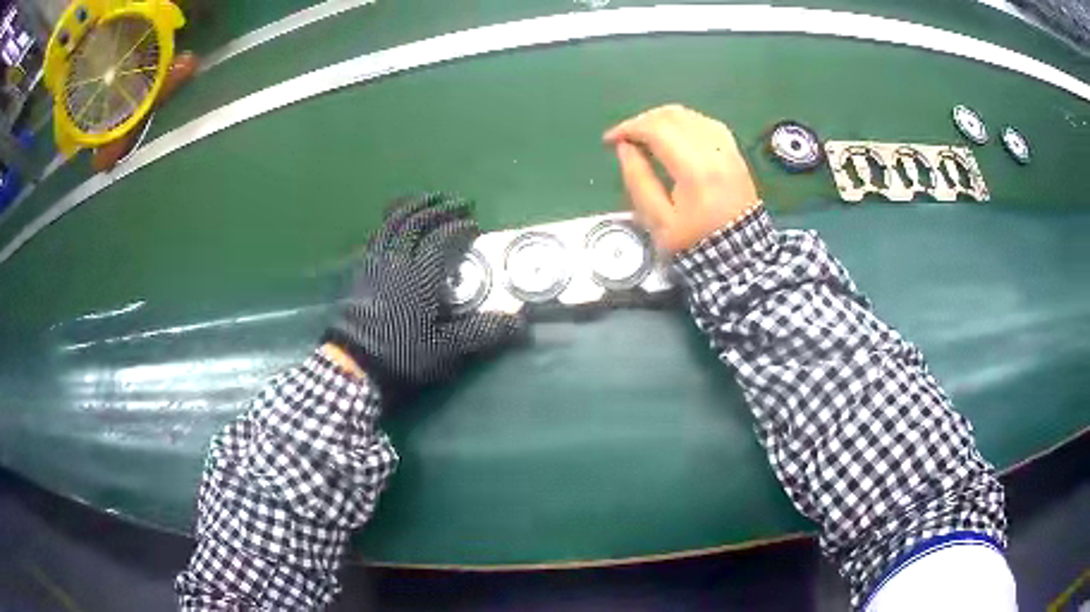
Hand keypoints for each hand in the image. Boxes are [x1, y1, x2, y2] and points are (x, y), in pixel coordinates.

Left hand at [325, 193, 523, 394]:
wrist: (355, 363)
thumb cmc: (403, 354)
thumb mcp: (447, 349)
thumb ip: (482, 332)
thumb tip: (520, 322)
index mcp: (420, 275)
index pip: (441, 239)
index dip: (459, 228)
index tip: (475, 226)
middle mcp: (397, 261)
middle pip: (416, 223)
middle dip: (438, 209)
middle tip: (457, 202)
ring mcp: (376, 264)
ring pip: (391, 224)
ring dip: (410, 207)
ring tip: (425, 199)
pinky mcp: (361, 272)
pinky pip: (375, 237)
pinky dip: (387, 223)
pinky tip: (391, 225)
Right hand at [603, 105, 760, 252]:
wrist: (738, 258)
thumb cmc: (695, 243)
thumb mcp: (658, 222)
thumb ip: (639, 181)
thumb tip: (625, 148)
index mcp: (694, 169)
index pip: (657, 129)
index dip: (628, 128)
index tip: (610, 140)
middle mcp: (714, 151)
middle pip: (674, 116)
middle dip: (643, 121)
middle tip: (626, 137)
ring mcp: (728, 151)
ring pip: (691, 116)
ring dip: (664, 119)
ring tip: (646, 135)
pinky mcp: (735, 155)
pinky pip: (708, 124)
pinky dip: (686, 123)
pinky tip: (675, 135)